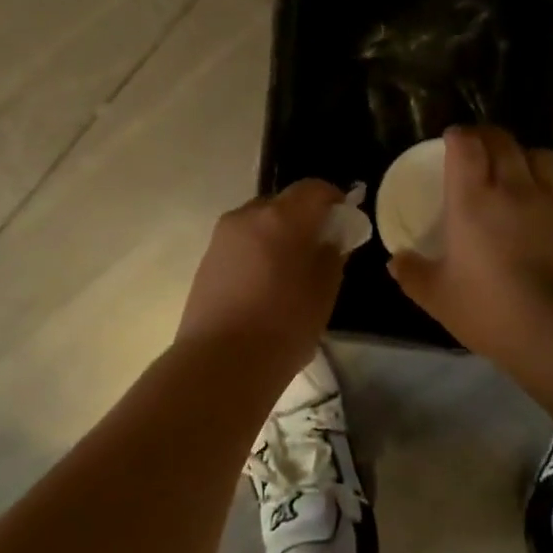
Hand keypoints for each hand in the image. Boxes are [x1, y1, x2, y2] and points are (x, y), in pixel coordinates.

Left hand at [176, 179, 346, 363]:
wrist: (220, 363)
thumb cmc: (283, 327)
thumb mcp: (323, 293)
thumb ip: (331, 256)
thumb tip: (330, 240)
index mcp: (281, 218)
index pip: (314, 189)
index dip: (333, 198)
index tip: (345, 218)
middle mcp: (248, 216)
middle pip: (283, 202)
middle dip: (303, 217)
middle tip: (319, 246)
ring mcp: (222, 236)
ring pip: (259, 222)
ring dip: (278, 234)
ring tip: (291, 268)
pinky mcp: (207, 258)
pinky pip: (241, 241)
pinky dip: (258, 250)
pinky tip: (265, 282)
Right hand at [388, 126, 552, 359]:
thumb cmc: (491, 309)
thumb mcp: (438, 298)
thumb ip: (412, 274)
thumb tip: (396, 261)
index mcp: (474, 200)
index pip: (467, 145)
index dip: (458, 136)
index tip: (451, 140)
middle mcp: (516, 189)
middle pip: (504, 141)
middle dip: (488, 137)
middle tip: (479, 149)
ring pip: (543, 157)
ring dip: (526, 157)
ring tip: (520, 172)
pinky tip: (549, 212)